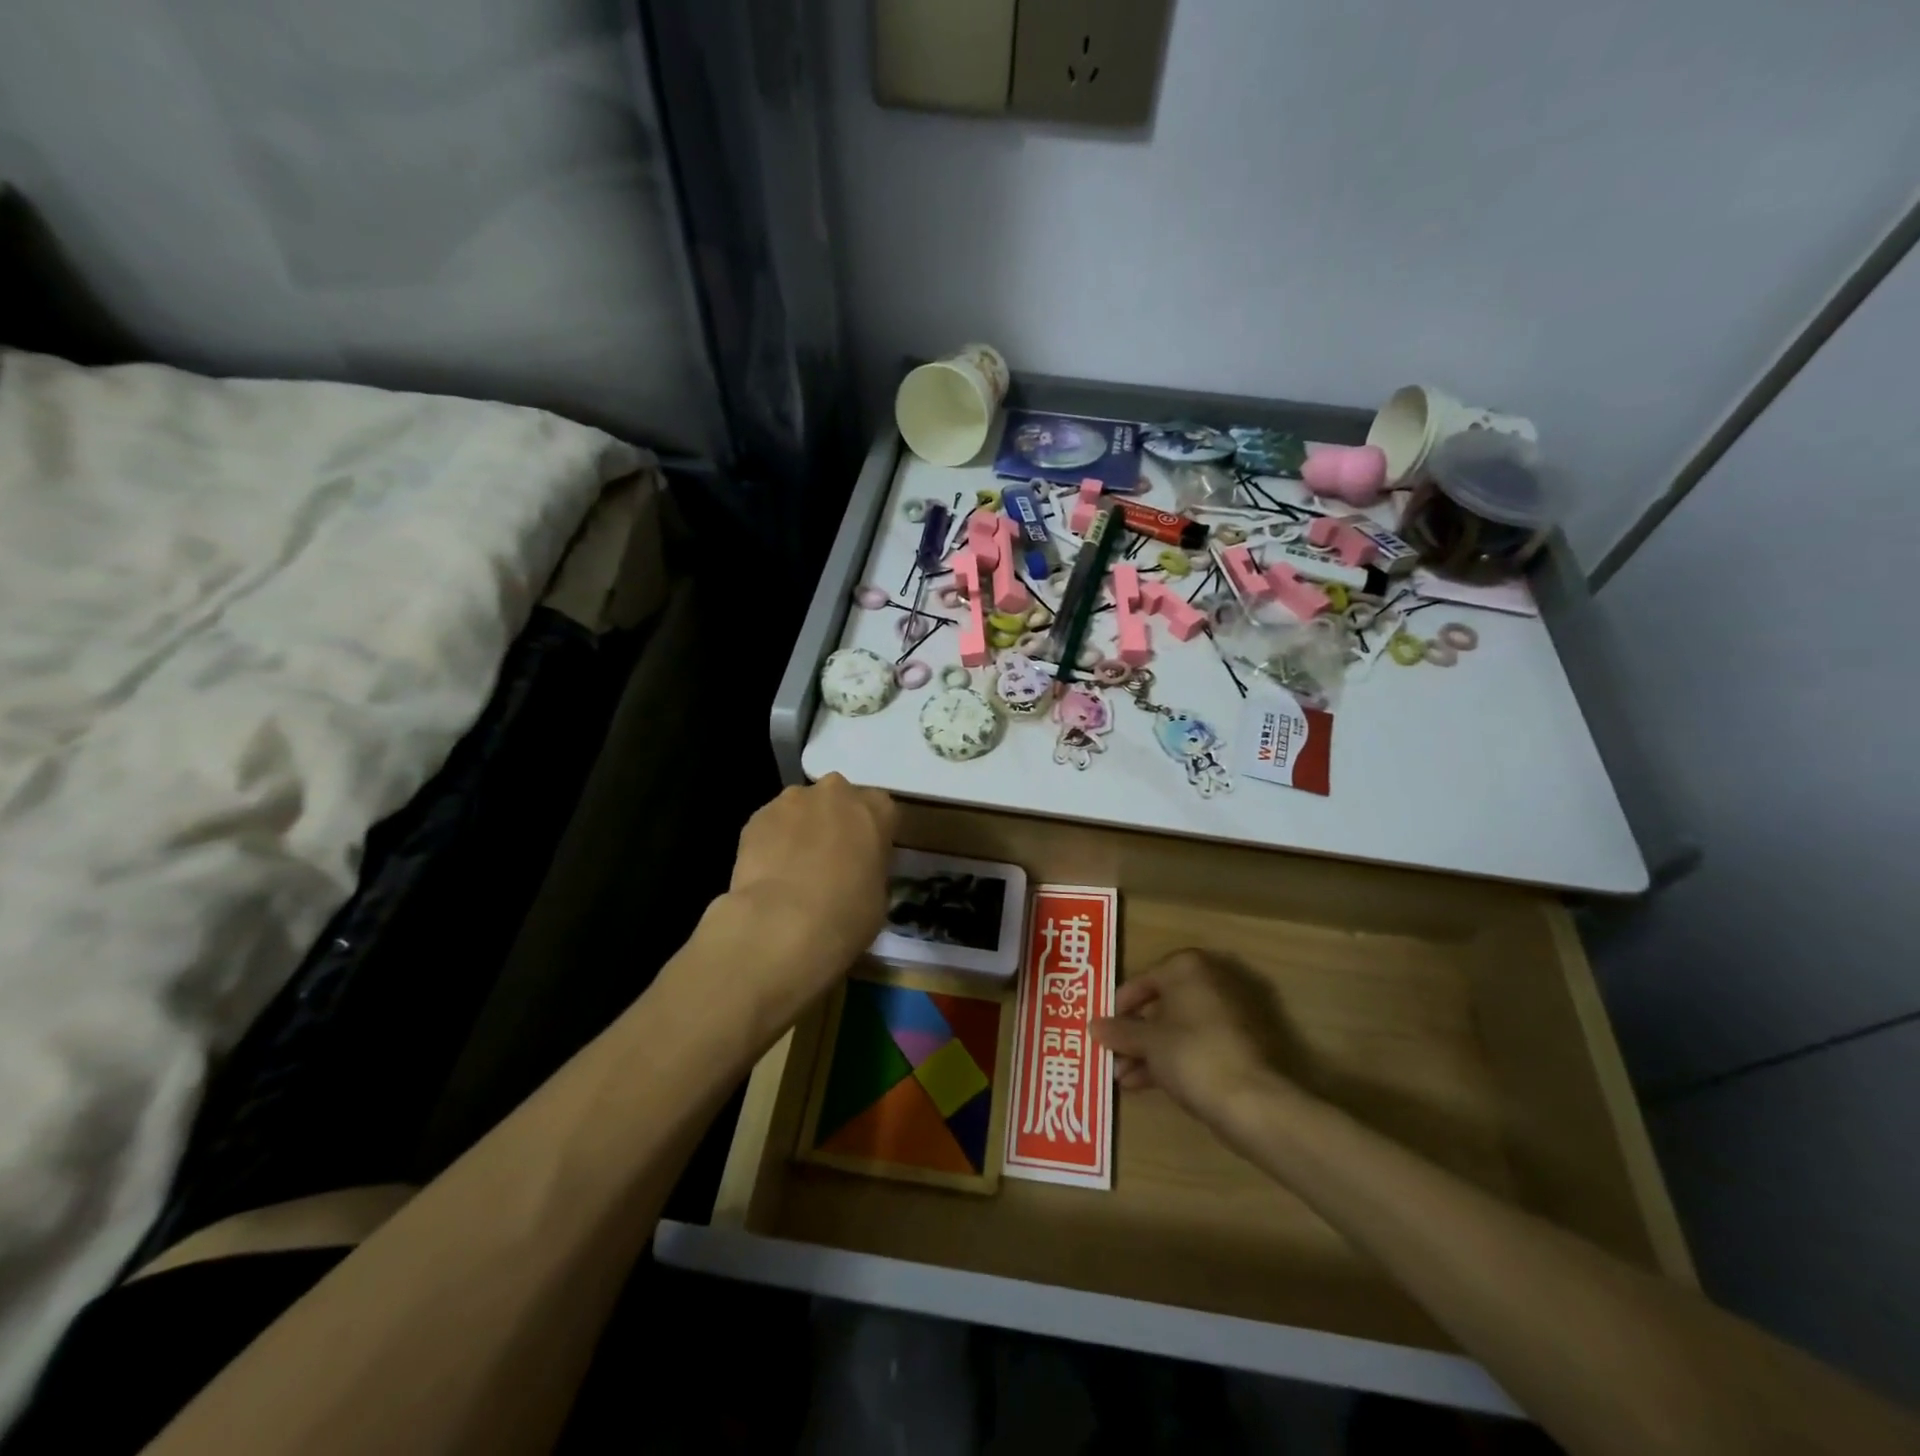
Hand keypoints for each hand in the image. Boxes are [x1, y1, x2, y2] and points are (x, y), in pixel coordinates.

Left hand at [701, 775, 894, 1037]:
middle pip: (841, 802)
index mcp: (876, 810)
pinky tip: (768, 879)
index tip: (869, 862)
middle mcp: (835, 793)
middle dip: (838, 826)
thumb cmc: (845, 922)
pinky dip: (773, 844)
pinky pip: (772, 826)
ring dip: (803, 832)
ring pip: (803, 812)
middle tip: (832, 866)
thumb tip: (852, 872)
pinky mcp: (754, 819)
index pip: (885, 810)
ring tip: (794, 876)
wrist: (778, 932)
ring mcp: (791, 802)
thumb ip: (871, 871)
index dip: (876, 837)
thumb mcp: (878, 901)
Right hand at [1092, 950, 1302, 1127]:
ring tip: (1123, 1079)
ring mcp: (1230, 1014)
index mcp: (1188, 967)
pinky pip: (1196, 1045)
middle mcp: (1211, 981)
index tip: (1104, 1029)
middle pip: (1161, 1005)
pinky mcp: (1240, 1045)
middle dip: (1134, 1034)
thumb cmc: (1192, 1054)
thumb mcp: (1147, 1042)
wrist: (1253, 1101)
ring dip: (1148, 1052)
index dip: (1119, 1006)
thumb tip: (1093, 1026)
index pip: (1143, 979)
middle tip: (1112, 1056)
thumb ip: (1119, 1031)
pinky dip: (1172, 1060)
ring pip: (1178, 1028)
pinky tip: (1146, 1085)